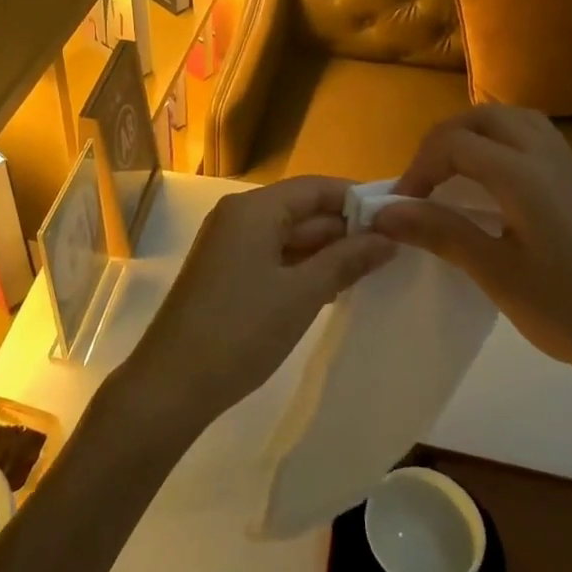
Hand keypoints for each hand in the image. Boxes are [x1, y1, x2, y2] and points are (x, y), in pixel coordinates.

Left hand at [118, 176, 395, 433]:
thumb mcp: (303, 294)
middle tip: (394, 248)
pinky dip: (301, 267)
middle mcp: (237, 216)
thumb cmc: (242, 330)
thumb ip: (346, 260)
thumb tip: (388, 237)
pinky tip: (333, 287)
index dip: (356, 198)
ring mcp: (227, 245)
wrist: (173, 383)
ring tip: (373, 268)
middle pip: (300, 209)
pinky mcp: (224, 273)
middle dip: (344, 227)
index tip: (397, 215)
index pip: (315, 187)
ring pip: (287, 235)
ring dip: (325, 250)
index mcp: (253, 209)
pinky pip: (271, 256)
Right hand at [371, 106, 571, 401]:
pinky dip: (503, 145)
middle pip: (485, 117)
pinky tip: (496, 187)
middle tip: (424, 181)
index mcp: (524, 175)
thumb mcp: (496, 274)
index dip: (418, 167)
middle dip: (444, 139)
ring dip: (476, 135)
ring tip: (453, 174)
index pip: (454, 143)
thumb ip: (441, 232)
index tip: (399, 206)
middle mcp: (549, 157)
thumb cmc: (569, 312)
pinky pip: (536, 139)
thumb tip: (386, 212)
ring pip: (515, 121)